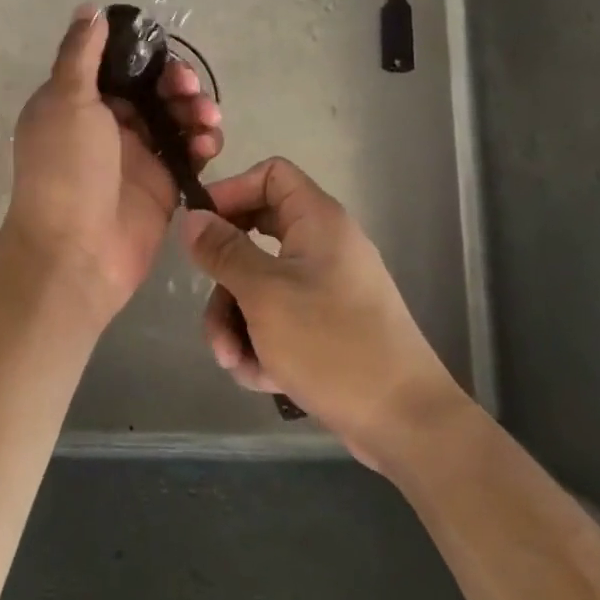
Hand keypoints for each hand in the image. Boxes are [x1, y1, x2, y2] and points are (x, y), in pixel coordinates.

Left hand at [0, 5, 222, 324]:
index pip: (116, 65)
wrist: (75, 253)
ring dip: (195, 109)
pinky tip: (208, 143)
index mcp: (76, 101)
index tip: (165, 54)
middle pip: (151, 89)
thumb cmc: (66, 170)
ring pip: (174, 117)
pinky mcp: (162, 184)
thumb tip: (90, 9)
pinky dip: (202, 142)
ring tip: (206, 118)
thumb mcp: (66, 101)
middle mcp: (106, 124)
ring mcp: (136, 155)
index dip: (143, 55)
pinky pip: (188, 152)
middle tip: (188, 88)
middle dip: (176, 82)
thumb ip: (82, 54)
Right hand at [179, 157, 468, 478]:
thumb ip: (223, 251)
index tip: (201, 226)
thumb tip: (192, 217)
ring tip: (233, 361)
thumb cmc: (332, 345)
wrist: (406, 424)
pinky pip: (278, 319)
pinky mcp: (326, 327)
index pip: (270, 175)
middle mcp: (322, 247)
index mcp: (317, 221)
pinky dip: (261, 344)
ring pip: (259, 285)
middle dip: (223, 280)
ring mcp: (325, 289)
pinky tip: (259, 377)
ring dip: (236, 321)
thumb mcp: (264, 294)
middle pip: (253, 236)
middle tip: (210, 306)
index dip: (232, 191)